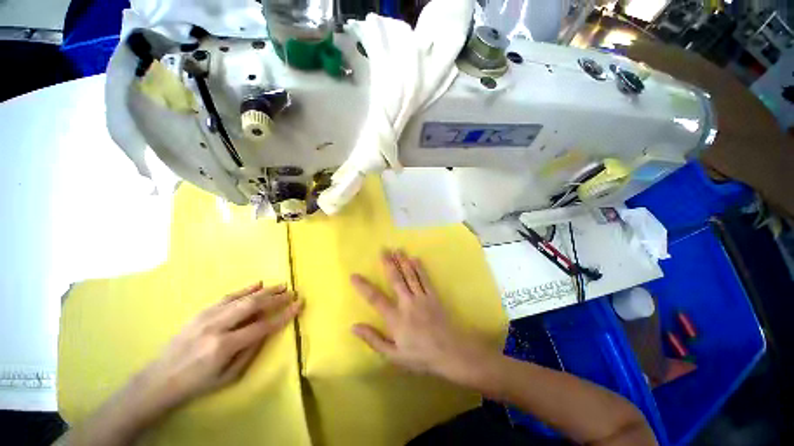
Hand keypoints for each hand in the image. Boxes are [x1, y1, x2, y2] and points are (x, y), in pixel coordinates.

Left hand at [135, 283, 302, 412]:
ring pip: (242, 298)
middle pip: (253, 306)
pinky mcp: (201, 312)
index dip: (283, 315)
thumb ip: (250, 351)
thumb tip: (267, 331)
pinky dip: (245, 289)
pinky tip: (258, 284)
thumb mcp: (228, 377)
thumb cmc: (197, 383)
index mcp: (224, 346)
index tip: (299, 305)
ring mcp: (207, 316)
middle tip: (292, 291)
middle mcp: (216, 326)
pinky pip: (227, 297)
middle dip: (276, 297)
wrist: (159, 379)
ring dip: (265, 291)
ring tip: (281, 285)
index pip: (262, 326)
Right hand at [351, 250, 492, 382]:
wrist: (449, 352)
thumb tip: (354, 326)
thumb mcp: (393, 355)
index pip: (375, 299)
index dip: (364, 286)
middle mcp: (407, 303)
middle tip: (382, 250)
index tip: (354, 275)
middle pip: (395, 280)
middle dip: (388, 264)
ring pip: (410, 276)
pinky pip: (425, 279)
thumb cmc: (419, 356)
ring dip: (403, 261)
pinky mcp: (433, 296)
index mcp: (395, 318)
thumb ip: (373, 339)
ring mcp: (422, 298)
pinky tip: (416, 258)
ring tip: (397, 249)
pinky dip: (420, 268)